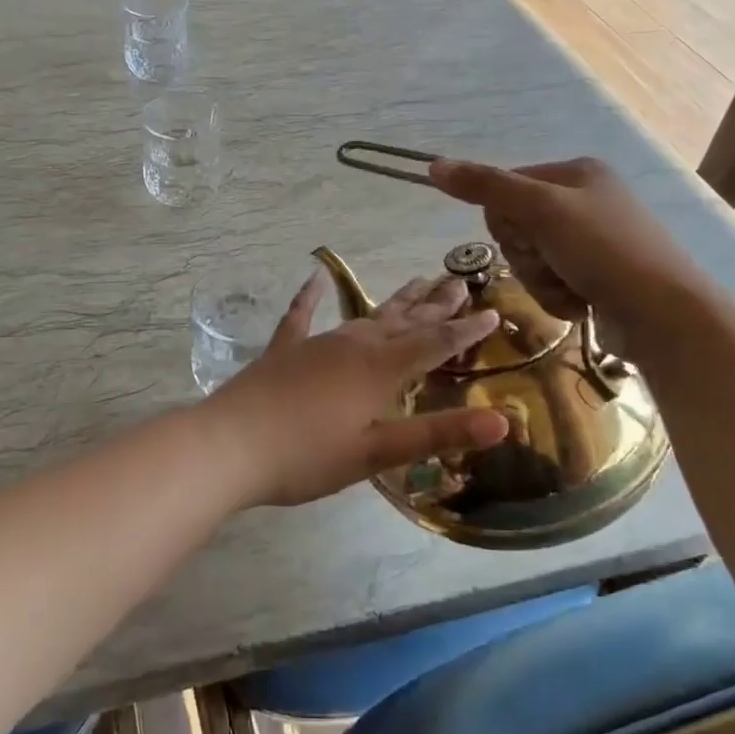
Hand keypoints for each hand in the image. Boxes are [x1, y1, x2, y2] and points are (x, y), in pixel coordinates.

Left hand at [198, 273, 507, 508]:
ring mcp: (316, 343)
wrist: (230, 445)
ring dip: (395, 301)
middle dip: (436, 304)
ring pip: (366, 315)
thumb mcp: (378, 453)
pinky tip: (315, 277)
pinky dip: (310, 297)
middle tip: (461, 281)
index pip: (435, 342)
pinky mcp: (284, 350)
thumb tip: (504, 421)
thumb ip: (438, 433)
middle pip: (404, 320)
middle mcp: (353, 345)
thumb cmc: (308, 456)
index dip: (466, 329)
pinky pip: (301, 316)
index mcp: (380, 369)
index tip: (493, 311)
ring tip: (417, 281)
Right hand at [427, 156, 714, 344]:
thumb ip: (486, 187)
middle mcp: (585, 201)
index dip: (505, 219)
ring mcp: (593, 241)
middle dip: (527, 255)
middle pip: (515, 227)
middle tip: (552, 263)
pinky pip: (551, 282)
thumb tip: (433, 164)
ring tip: (572, 289)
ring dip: (541, 280)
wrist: (664, 315)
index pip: (505, 188)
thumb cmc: (603, 250)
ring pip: (530, 260)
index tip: (527, 235)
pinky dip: (559, 296)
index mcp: (576, 172)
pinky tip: (582, 303)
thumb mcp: (540, 210)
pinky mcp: (598, 276)